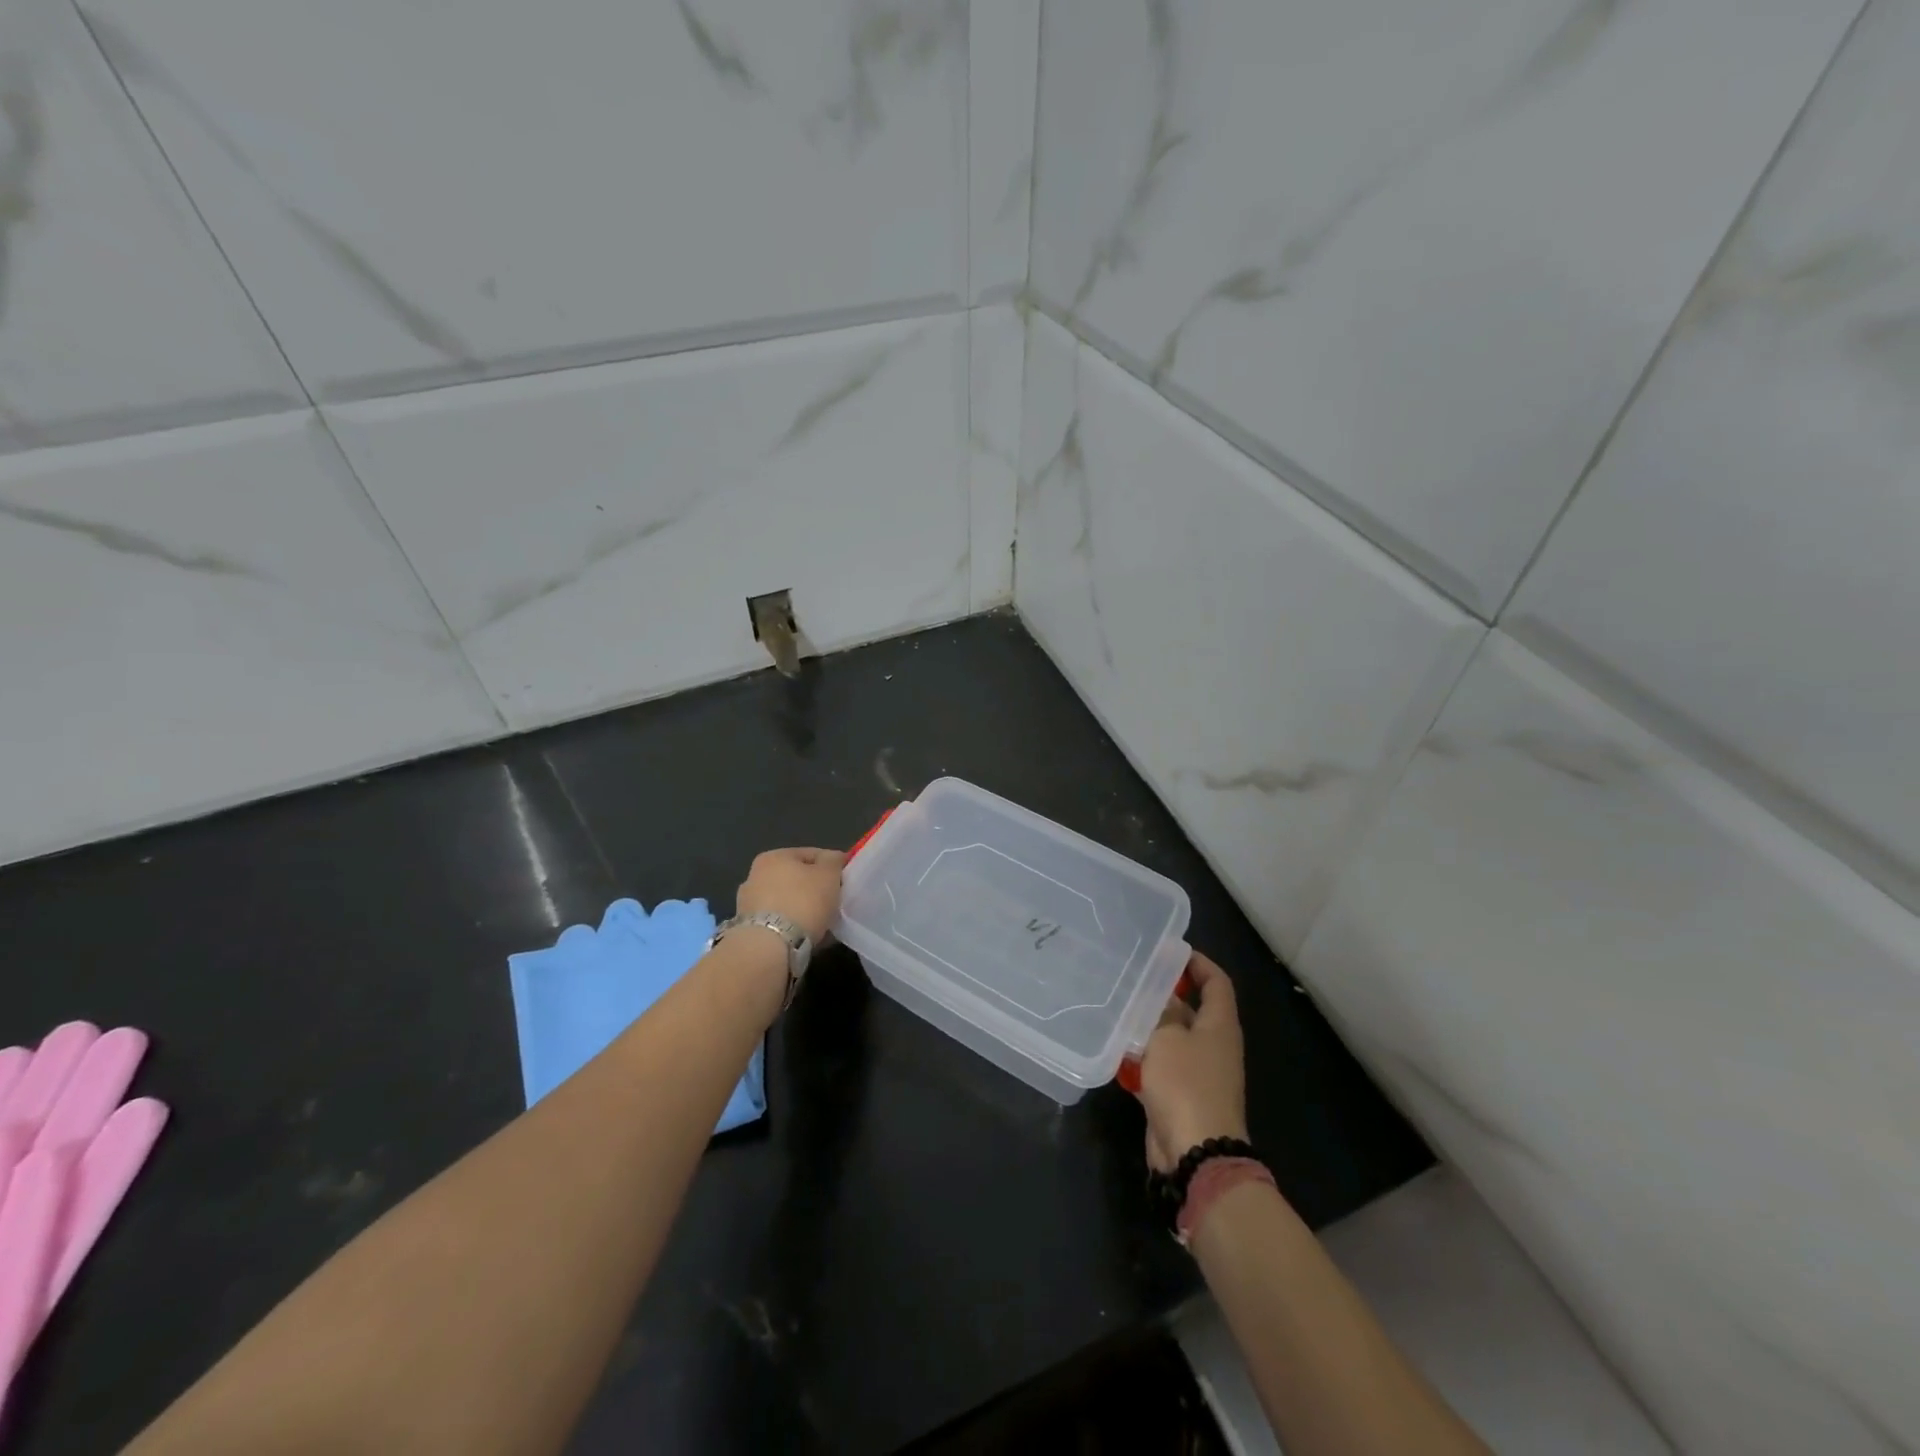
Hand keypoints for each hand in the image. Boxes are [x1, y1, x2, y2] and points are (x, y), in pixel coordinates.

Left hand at [736, 847, 845, 945]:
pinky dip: (794, 928)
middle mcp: (755, 876)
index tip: (845, 882)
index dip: (832, 866)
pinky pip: (781, 923)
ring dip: (804, 910)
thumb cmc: (803, 902)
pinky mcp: (750, 930)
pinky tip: (810, 938)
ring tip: (825, 924)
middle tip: (836, 903)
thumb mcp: (829, 874)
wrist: (770, 947)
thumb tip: (834, 858)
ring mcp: (749, 905)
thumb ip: (834, 861)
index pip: (811, 855)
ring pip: (788, 903)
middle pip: (796, 880)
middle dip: (816, 890)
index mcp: (773, 857)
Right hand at [1137, 952, 1248, 1173]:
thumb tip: (1160, 995)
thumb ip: (1161, 1012)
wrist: (1196, 1154)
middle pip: (1193, 1009)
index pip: (1217, 982)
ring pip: (1173, 1038)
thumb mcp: (1167, 1038)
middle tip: (1133, 977)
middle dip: (1165, 994)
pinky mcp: (1180, 1095)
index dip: (1198, 963)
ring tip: (1118, 1006)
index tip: (1170, 952)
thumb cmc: (1186, 1085)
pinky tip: (1116, 1047)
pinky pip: (1161, 1065)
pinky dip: (1143, 1056)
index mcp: (1220, 1026)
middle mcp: (1213, 1046)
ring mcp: (1198, 1073)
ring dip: (1149, 1025)